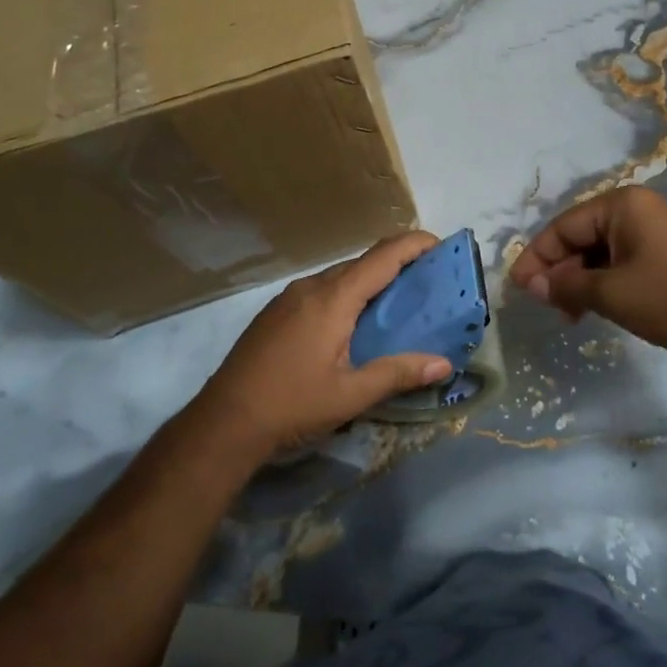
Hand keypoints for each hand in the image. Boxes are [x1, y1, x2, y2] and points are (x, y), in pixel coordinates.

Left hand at [192, 232, 453, 459]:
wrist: (223, 422)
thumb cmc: (291, 405)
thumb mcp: (350, 395)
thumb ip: (397, 373)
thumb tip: (443, 364)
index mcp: (333, 298)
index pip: (383, 256)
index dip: (414, 244)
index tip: (442, 245)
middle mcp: (312, 287)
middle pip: (363, 262)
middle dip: (398, 263)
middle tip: (428, 281)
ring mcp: (289, 297)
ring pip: (340, 276)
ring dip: (370, 280)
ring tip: (397, 302)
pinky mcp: (276, 312)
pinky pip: (321, 289)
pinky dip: (347, 293)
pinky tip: (353, 322)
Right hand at [511, 186, 666, 365]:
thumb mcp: (612, 294)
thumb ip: (566, 286)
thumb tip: (531, 284)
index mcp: (622, 205)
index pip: (564, 227)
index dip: (537, 257)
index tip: (518, 287)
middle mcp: (637, 208)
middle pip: (582, 236)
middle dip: (560, 271)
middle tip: (547, 305)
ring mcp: (655, 228)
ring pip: (601, 251)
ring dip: (581, 280)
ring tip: (570, 314)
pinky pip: (623, 259)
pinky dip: (605, 281)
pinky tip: (596, 306)